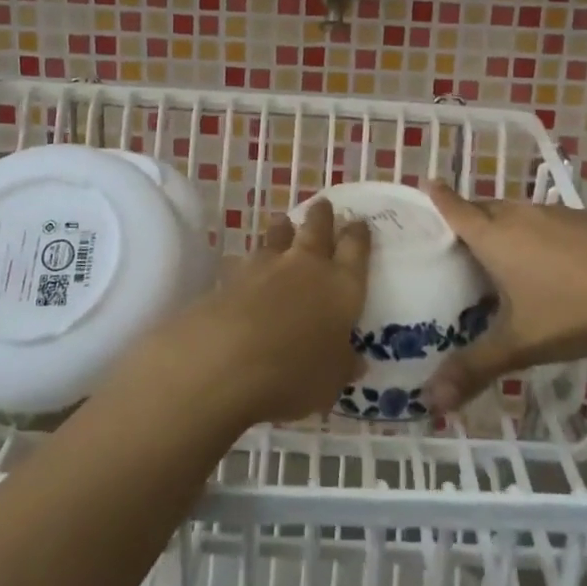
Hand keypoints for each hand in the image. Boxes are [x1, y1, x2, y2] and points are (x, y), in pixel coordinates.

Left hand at [136, 198, 369, 427]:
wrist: (227, 360)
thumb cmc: (295, 374)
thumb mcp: (331, 380)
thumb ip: (342, 364)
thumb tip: (355, 360)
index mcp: (341, 286)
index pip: (355, 250)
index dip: (358, 234)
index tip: (359, 222)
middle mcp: (306, 266)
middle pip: (317, 230)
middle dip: (322, 216)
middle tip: (323, 205)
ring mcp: (265, 267)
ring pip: (278, 236)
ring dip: (282, 229)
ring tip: (283, 222)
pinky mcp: (230, 277)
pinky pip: (244, 261)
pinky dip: (247, 261)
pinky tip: (242, 265)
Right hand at [421, 180, 586, 411]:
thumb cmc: (571, 311)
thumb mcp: (519, 344)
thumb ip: (474, 369)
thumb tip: (430, 402)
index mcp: (495, 237)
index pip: (456, 209)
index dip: (438, 197)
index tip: (426, 182)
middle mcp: (520, 215)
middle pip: (486, 208)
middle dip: (470, 216)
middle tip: (460, 237)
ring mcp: (556, 214)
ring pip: (519, 212)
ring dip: (506, 225)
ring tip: (504, 251)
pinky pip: (550, 220)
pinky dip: (540, 233)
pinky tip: (556, 261)